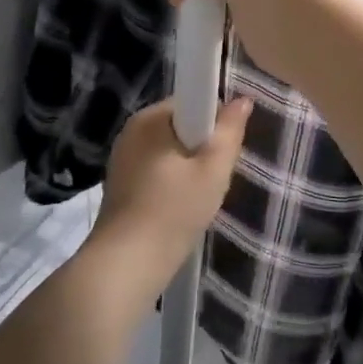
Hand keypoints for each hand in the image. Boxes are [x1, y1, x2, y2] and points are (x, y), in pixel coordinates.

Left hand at [94, 97, 251, 277]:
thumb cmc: (173, 211)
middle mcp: (132, 130)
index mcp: (151, 117)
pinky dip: (170, 181)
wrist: (126, 264)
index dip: (215, 121)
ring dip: (187, 166)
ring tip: (197, 197)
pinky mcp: (119, 181)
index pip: (193, 101)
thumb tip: (243, 99)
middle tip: (214, 178)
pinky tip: (177, 207)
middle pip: (181, 125)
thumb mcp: (213, 171)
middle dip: (202, 146)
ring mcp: (122, 156)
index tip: (223, 150)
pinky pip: (155, 168)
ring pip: (169, 149)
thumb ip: (230, 132)